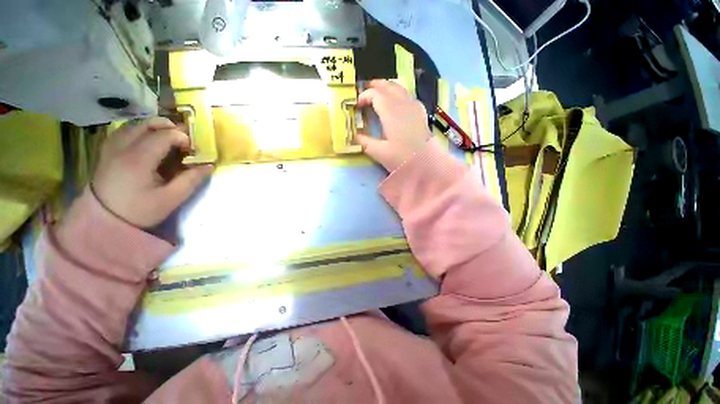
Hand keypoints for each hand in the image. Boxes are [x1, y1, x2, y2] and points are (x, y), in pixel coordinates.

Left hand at [92, 117, 212, 227]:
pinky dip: (137, 131)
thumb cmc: (139, 211)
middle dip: (169, 127)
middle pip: (147, 125)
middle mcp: (122, 148)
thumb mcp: (171, 199)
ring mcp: (111, 148)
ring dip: (153, 127)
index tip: (193, 150)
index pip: (164, 135)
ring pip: (134, 125)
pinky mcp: (106, 152)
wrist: (105, 221)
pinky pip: (122, 132)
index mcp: (138, 159)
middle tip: (183, 139)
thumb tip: (209, 165)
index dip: (183, 138)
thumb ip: (191, 180)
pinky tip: (145, 139)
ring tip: (166, 136)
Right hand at [355, 80, 431, 171]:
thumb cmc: (402, 158)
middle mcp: (402, 104)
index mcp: (390, 112)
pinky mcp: (420, 111)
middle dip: (375, 86)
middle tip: (365, 91)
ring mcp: (413, 106)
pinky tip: (397, 99)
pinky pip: (408, 95)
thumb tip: (354, 136)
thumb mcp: (379, 153)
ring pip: (399, 88)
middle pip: (388, 86)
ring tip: (378, 91)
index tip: (357, 106)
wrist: (427, 163)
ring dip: (387, 87)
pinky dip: (399, 92)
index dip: (364, 96)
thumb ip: (365, 143)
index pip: (375, 95)